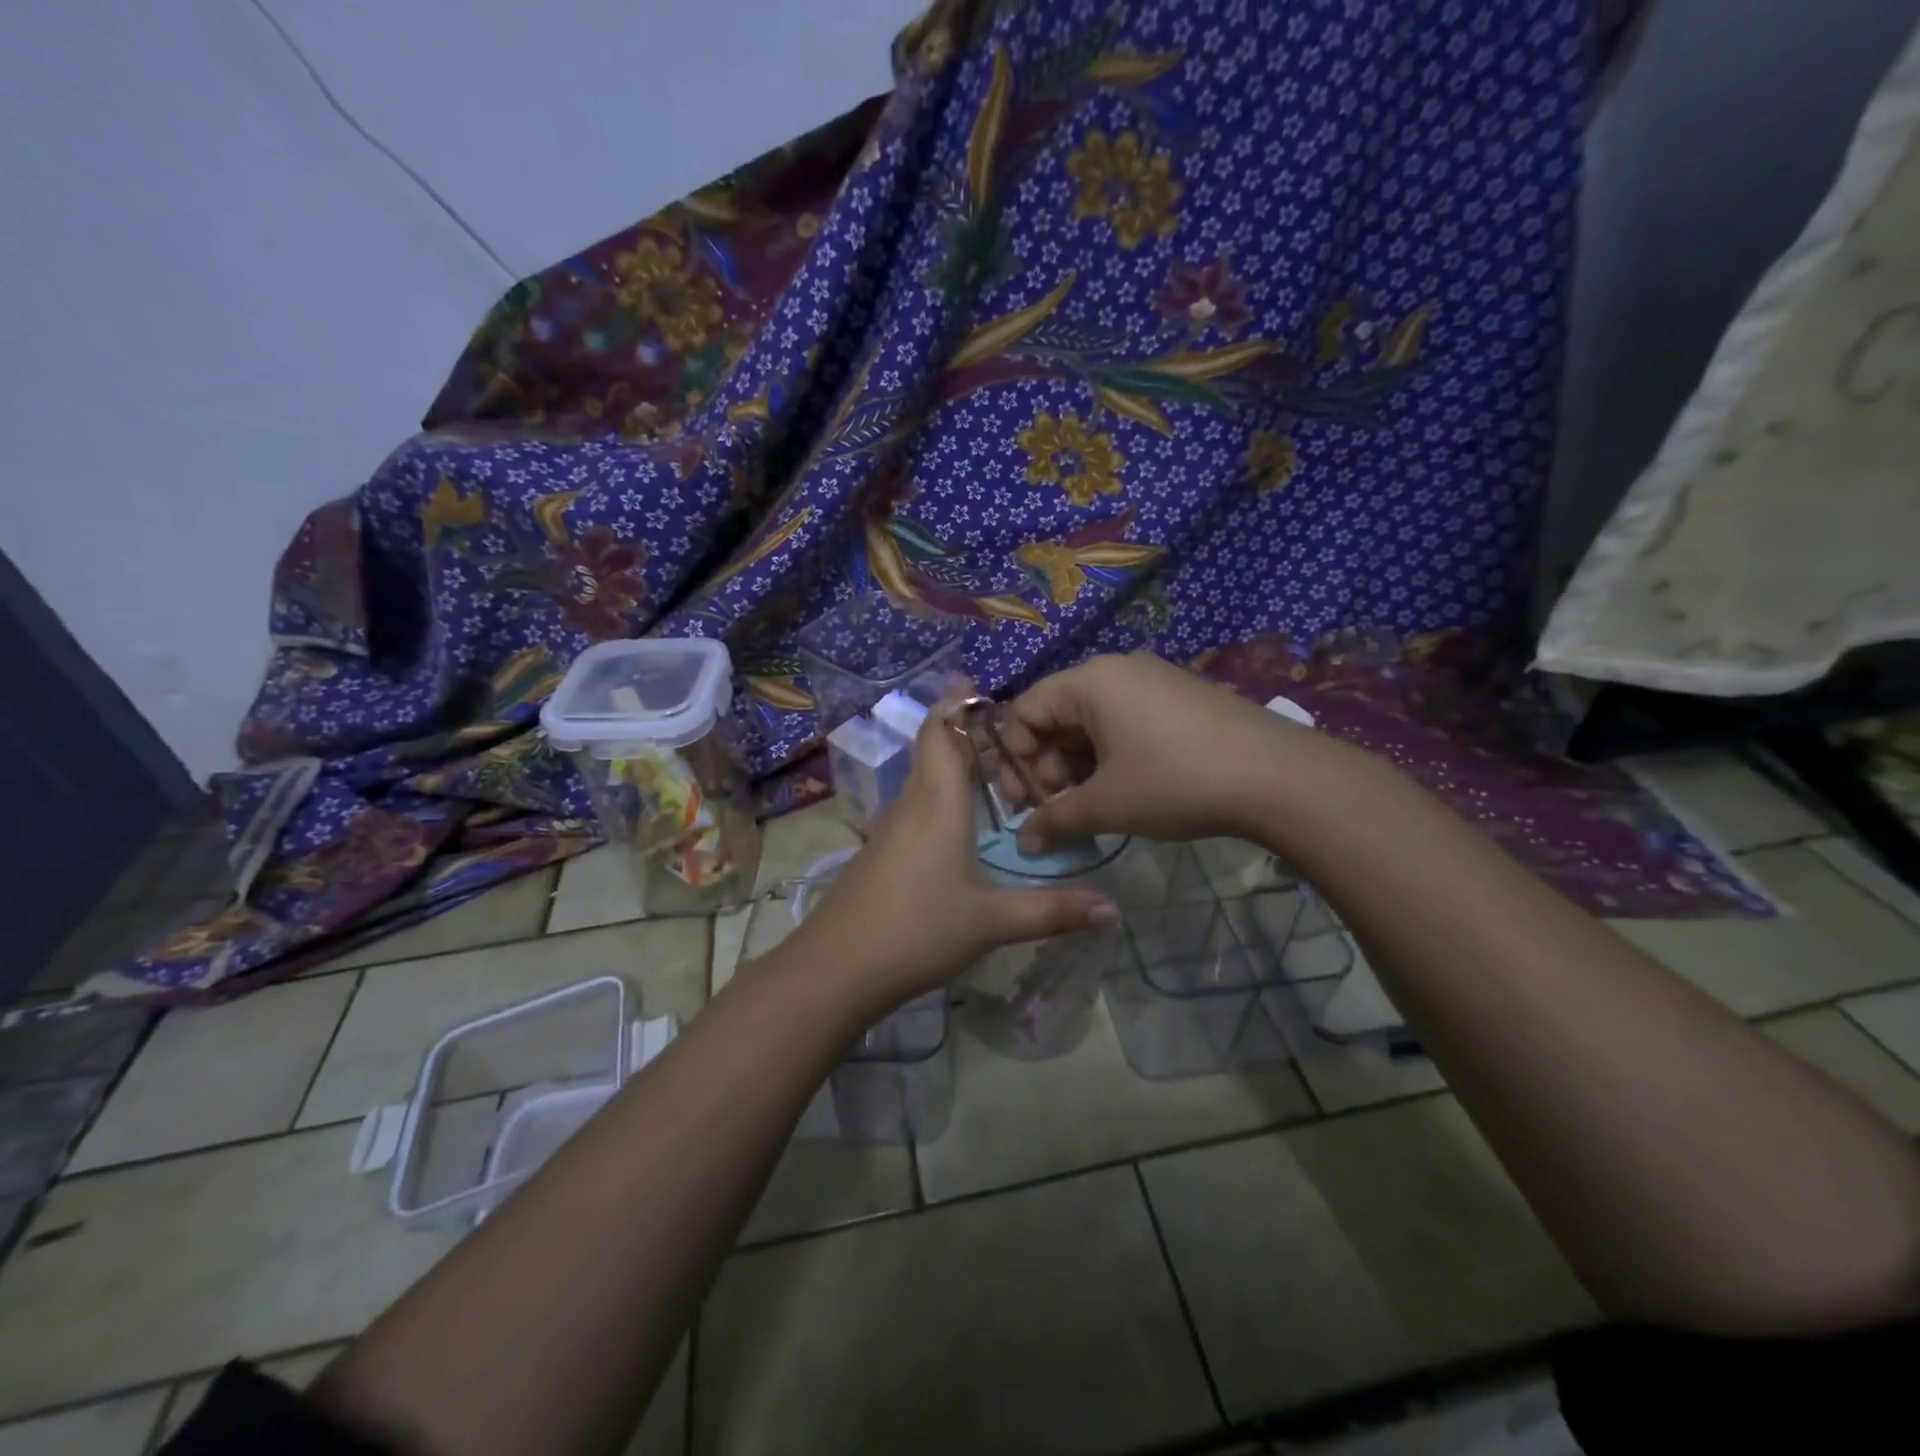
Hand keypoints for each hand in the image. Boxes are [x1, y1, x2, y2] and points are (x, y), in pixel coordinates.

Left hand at [789, 686, 1119, 1013]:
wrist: (837, 967)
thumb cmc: (918, 930)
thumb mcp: (992, 922)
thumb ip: (1052, 912)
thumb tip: (1114, 911)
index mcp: (938, 802)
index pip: (943, 733)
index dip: (958, 704)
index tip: (980, 684)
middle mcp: (912, 803)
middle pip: (935, 749)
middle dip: (967, 732)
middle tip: (1014, 731)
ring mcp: (891, 827)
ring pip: (926, 777)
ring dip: (956, 764)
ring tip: (999, 768)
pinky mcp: (881, 851)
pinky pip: (917, 803)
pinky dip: (943, 793)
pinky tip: (962, 820)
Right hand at [998, 652, 1324, 849]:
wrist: (1279, 776)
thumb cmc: (1176, 781)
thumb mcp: (1108, 804)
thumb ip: (1055, 820)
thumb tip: (1023, 844)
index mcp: (1089, 681)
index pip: (1024, 710)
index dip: (1013, 759)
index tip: (1023, 803)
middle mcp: (1117, 669)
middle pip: (1057, 715)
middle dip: (1047, 766)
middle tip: (1056, 810)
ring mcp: (1152, 680)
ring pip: (1092, 722)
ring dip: (1078, 766)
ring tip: (1090, 807)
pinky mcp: (1179, 698)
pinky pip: (1125, 721)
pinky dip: (1110, 756)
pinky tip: (1124, 790)